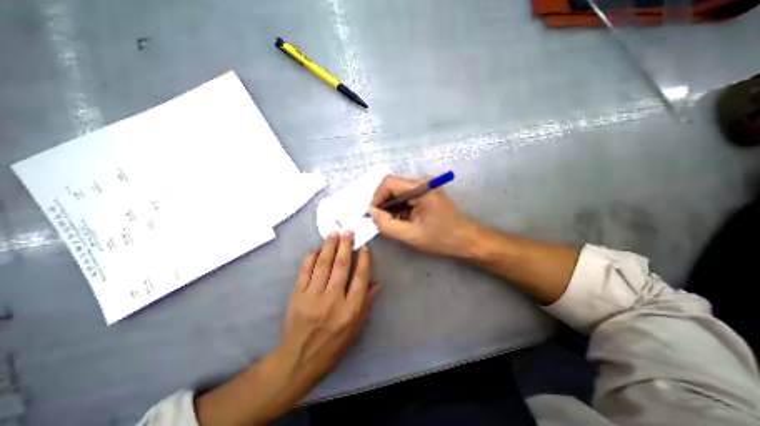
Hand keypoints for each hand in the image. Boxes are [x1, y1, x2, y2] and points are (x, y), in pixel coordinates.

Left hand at [279, 231, 379, 386]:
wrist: (299, 359)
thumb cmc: (333, 345)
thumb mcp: (356, 329)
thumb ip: (366, 304)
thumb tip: (377, 283)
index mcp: (350, 309)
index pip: (360, 277)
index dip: (364, 259)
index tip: (365, 247)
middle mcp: (333, 299)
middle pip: (342, 266)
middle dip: (346, 246)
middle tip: (348, 232)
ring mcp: (313, 296)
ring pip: (324, 264)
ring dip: (329, 246)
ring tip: (334, 233)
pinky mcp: (297, 295)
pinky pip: (305, 271)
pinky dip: (311, 257)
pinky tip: (316, 249)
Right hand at [371, 175, 475, 256]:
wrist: (464, 239)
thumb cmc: (440, 238)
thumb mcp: (410, 235)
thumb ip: (386, 224)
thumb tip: (371, 213)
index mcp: (421, 188)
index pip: (389, 183)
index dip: (377, 197)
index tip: (373, 214)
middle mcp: (422, 182)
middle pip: (393, 186)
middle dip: (383, 203)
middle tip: (380, 220)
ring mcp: (425, 186)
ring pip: (398, 192)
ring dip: (391, 206)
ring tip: (390, 222)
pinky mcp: (426, 192)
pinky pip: (405, 196)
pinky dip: (399, 207)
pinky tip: (400, 220)